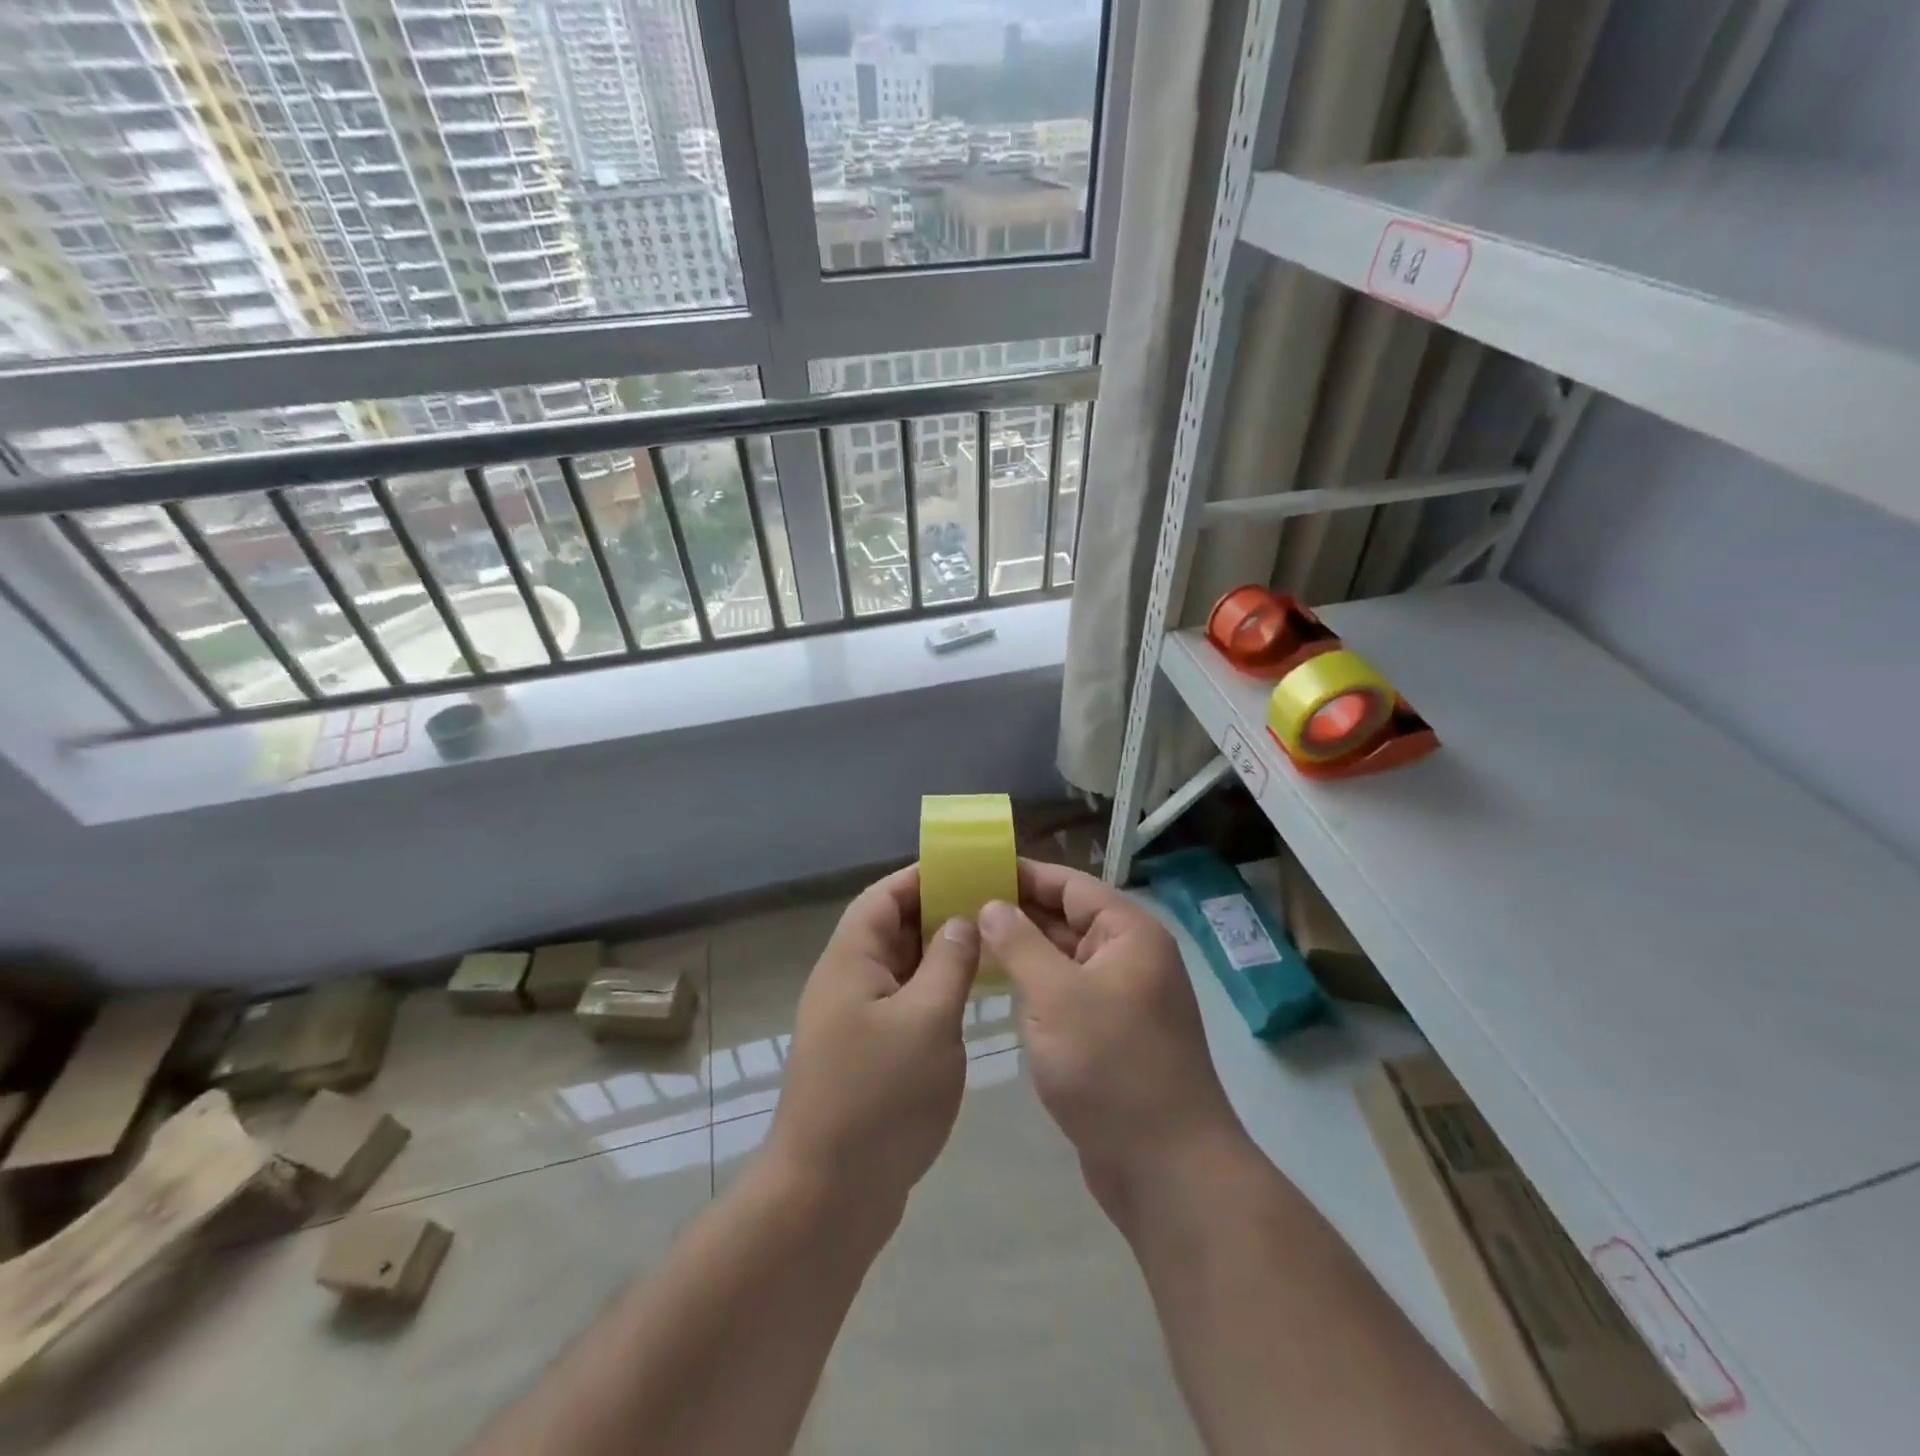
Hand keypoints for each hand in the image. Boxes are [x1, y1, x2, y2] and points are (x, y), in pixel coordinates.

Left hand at [766, 865, 978, 1217]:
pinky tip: (968, 999)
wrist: (827, 1196)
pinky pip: (903, 1004)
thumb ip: (949, 962)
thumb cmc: (879, 1097)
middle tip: (991, 907)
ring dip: (938, 954)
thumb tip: (962, 920)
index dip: (921, 877)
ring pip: (900, 969)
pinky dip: (934, 992)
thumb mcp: (927, 1019)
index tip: (967, 868)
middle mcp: (846, 982)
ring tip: (989, 945)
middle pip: (891, 929)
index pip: (883, 897)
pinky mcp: (866, 1055)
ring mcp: (854, 1021)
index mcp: (850, 961)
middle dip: (937, 912)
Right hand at [979, 860, 1243, 1216]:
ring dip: (1022, 950)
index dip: (1024, 874)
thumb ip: (1020, 944)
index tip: (976, 867)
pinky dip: (1034, 985)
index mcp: (1129, 934)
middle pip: (1067, 919)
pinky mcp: (1110, 1034)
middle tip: (958, 905)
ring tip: (966, 940)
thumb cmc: (1111, 1066)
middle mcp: (1130, 957)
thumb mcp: (1056, 996)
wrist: (1166, 1167)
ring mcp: (1122, 998)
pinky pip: (1066, 993)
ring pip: (1064, 959)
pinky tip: (995, 986)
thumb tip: (991, 904)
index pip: (1071, 885)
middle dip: (1016, 912)